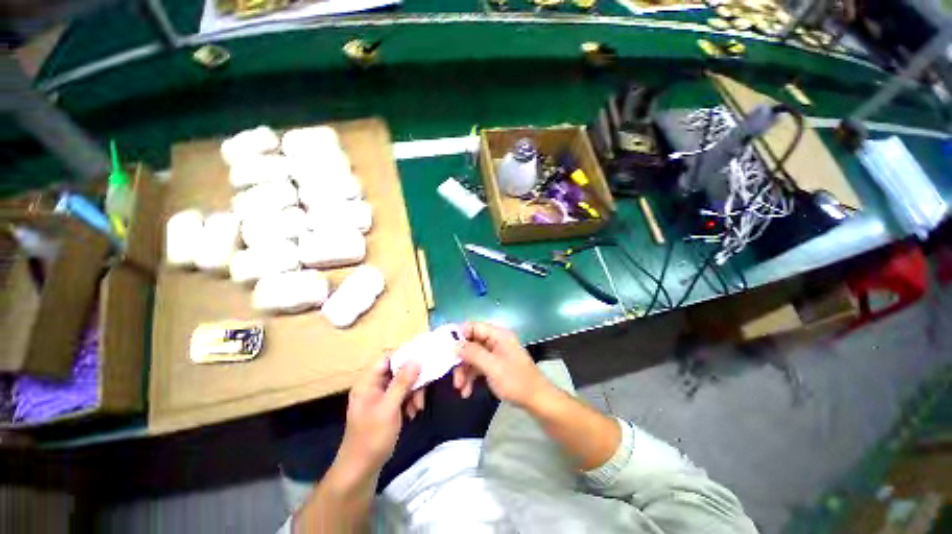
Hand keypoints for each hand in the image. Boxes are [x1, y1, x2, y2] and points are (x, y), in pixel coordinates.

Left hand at [336, 357, 420, 477]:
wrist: (361, 470)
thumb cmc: (371, 438)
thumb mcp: (389, 408)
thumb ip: (402, 382)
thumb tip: (416, 359)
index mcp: (368, 382)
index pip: (386, 358)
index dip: (404, 356)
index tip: (422, 360)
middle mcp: (374, 386)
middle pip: (397, 370)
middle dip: (412, 379)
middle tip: (423, 388)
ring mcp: (380, 397)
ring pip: (402, 383)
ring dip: (413, 392)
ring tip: (418, 407)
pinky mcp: (387, 407)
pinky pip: (402, 395)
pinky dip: (410, 401)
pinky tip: (413, 413)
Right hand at [453, 322, 551, 408]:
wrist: (536, 400)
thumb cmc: (516, 381)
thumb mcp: (492, 367)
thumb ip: (473, 353)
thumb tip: (454, 344)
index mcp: (498, 335)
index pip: (473, 326)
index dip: (459, 335)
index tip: (446, 349)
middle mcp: (496, 341)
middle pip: (471, 343)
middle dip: (461, 360)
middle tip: (454, 376)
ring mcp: (495, 353)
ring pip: (473, 356)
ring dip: (464, 371)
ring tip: (460, 388)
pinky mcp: (495, 365)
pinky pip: (478, 366)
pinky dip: (471, 377)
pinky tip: (467, 392)